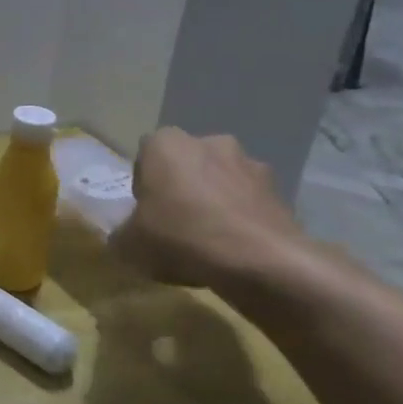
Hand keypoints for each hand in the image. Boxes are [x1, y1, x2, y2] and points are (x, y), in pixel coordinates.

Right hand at [118, 128, 308, 291]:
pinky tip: (236, 248)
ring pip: (220, 180)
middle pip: (186, 164)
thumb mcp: (129, 244)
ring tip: (210, 240)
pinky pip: (248, 201)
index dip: (144, 185)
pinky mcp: (280, 190)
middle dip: (181, 187)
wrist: (260, 261)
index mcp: (165, 144)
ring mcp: (249, 163)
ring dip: (215, 200)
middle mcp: (208, 142)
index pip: (145, 156)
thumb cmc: (181, 237)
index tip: (146, 212)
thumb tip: (125, 236)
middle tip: (176, 223)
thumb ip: (121, 234)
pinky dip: (241, 217)